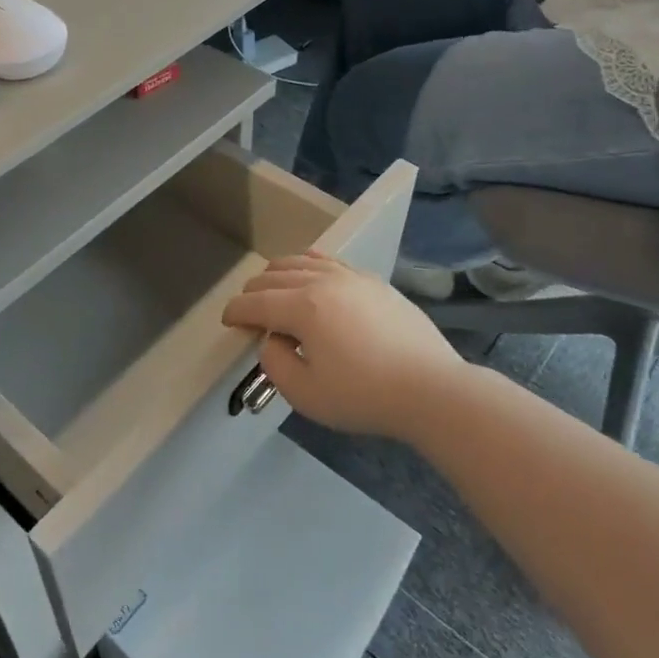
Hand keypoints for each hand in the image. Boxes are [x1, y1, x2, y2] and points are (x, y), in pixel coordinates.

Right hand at [221, 255, 468, 439]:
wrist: (431, 389)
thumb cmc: (363, 396)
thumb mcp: (305, 393)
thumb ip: (275, 362)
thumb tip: (273, 339)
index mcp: (302, 307)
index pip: (256, 303)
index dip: (235, 312)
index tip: (227, 322)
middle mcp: (322, 282)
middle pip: (275, 277)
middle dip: (254, 293)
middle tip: (248, 313)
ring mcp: (351, 277)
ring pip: (301, 262)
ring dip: (278, 274)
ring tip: (272, 290)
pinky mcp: (373, 282)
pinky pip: (330, 261)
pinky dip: (309, 264)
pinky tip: (309, 274)